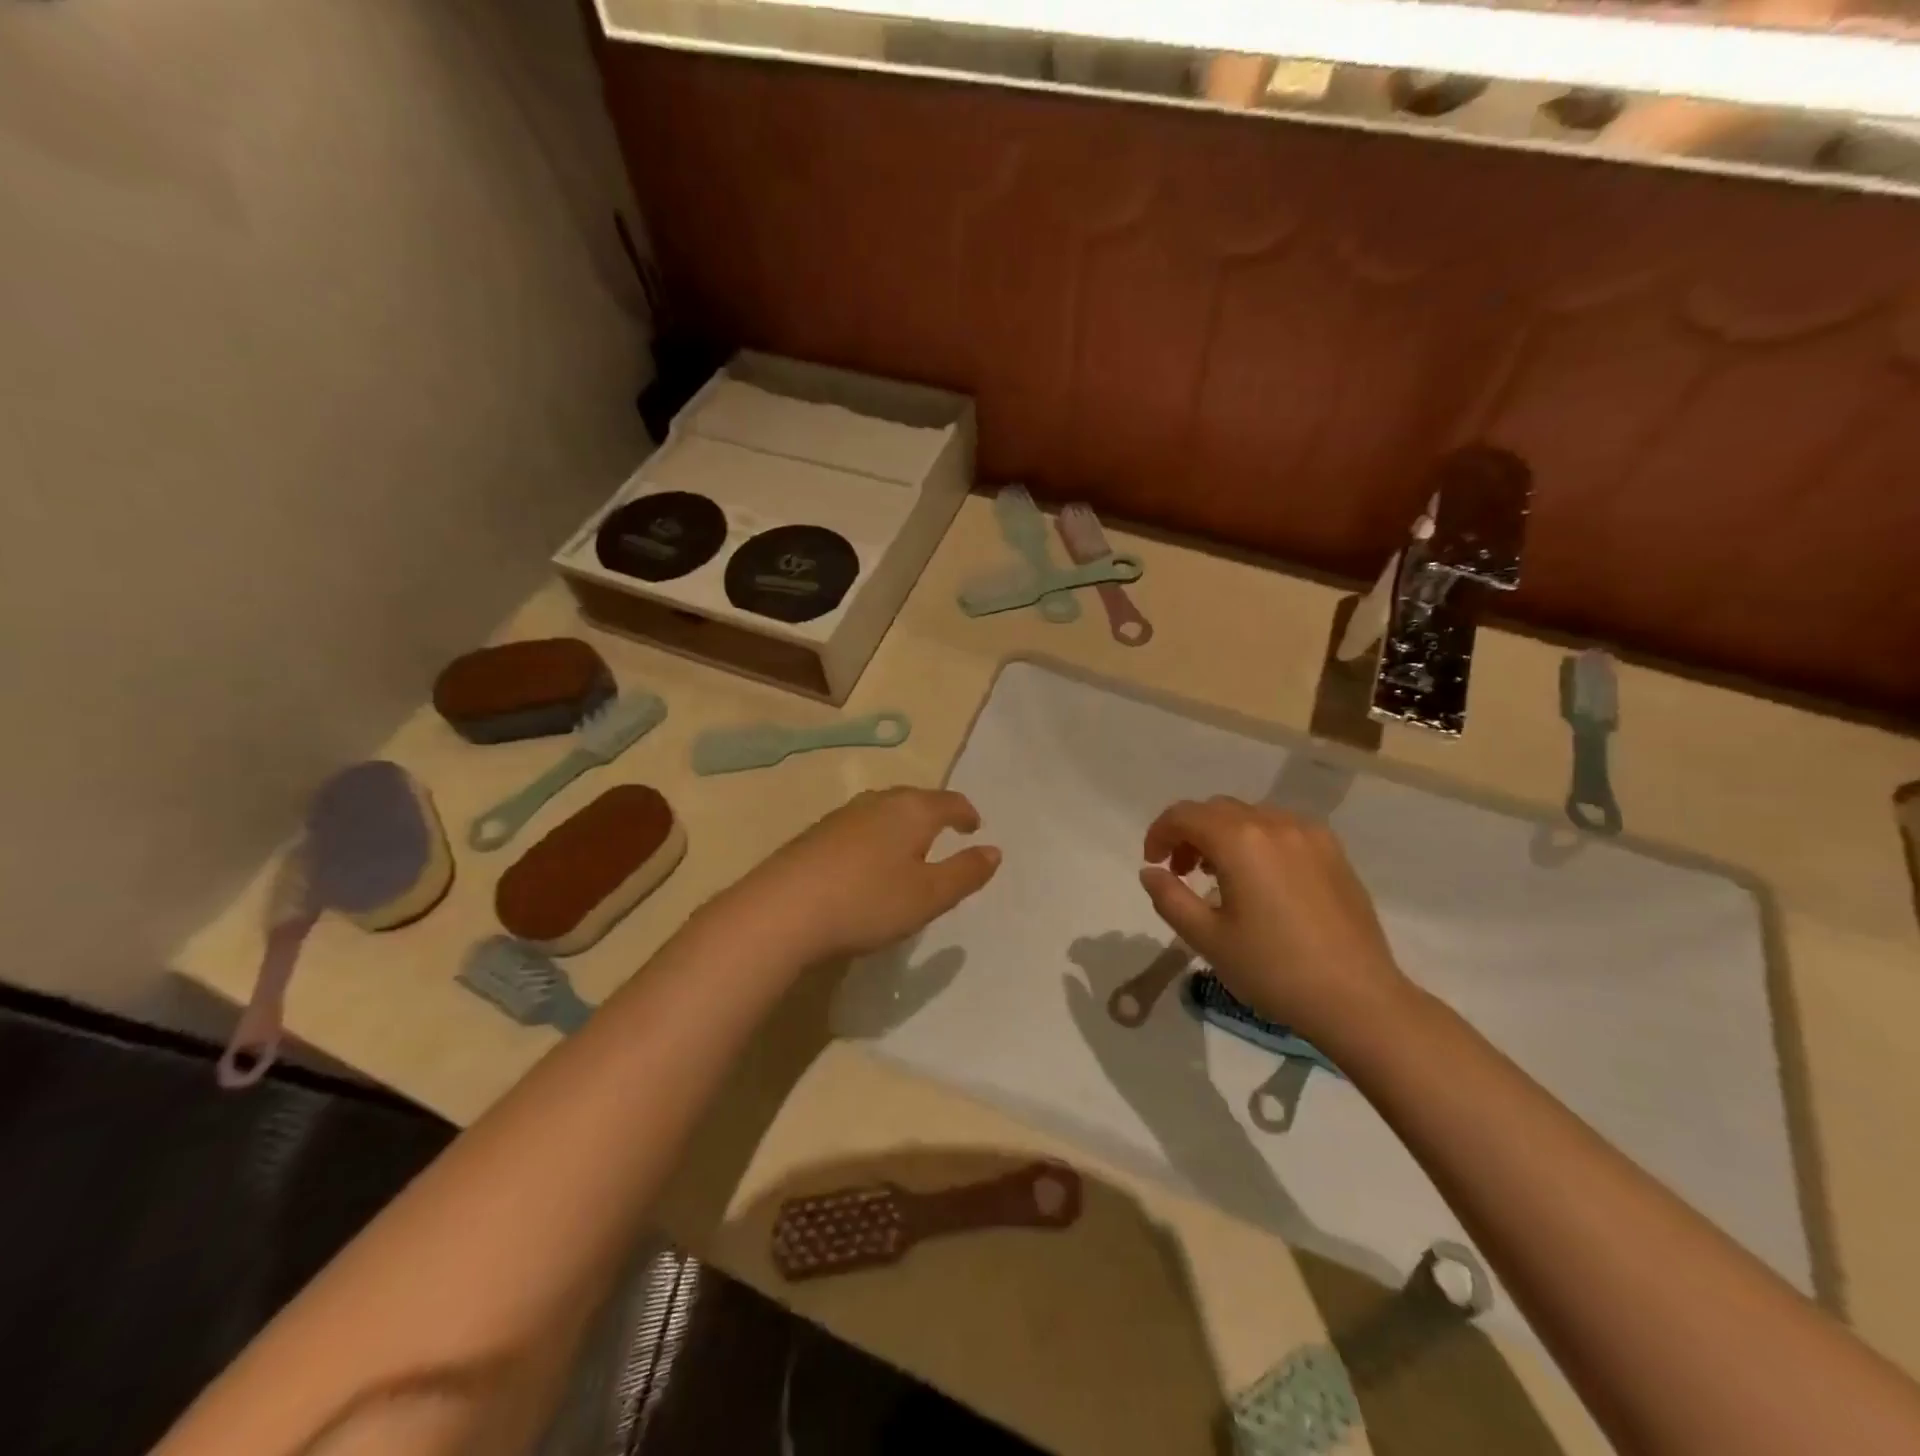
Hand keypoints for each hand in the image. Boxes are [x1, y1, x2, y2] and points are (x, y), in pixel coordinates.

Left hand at [730, 787, 1001, 963]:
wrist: (783, 910)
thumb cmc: (868, 901)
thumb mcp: (929, 895)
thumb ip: (965, 873)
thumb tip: (994, 851)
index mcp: (912, 810)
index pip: (949, 801)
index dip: (965, 813)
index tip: (974, 826)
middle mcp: (877, 802)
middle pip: (915, 799)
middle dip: (933, 813)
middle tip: (945, 832)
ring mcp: (842, 816)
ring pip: (883, 810)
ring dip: (902, 824)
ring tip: (909, 846)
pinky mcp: (814, 835)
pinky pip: (859, 826)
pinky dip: (875, 836)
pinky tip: (867, 861)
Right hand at [1139, 798, 1409, 1044]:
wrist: (1358, 999)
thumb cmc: (1273, 970)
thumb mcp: (1207, 939)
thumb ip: (1170, 898)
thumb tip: (1151, 872)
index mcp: (1239, 841)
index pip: (1184, 815)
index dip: (1159, 833)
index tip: (1153, 863)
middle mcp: (1274, 823)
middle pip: (1217, 810)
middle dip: (1190, 833)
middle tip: (1181, 872)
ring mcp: (1309, 835)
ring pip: (1250, 816)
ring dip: (1223, 834)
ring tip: (1219, 876)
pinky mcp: (1334, 852)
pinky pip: (1282, 829)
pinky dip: (1257, 840)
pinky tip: (1260, 879)